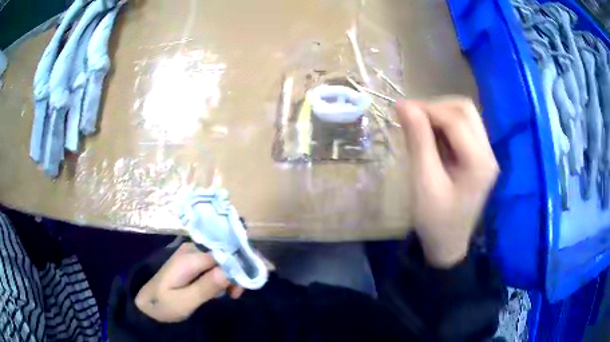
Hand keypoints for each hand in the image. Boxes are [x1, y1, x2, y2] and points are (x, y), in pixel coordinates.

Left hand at [135, 243, 243, 322]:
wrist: (148, 303)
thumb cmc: (164, 304)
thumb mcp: (185, 302)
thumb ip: (205, 287)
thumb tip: (228, 270)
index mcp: (189, 257)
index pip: (223, 252)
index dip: (239, 266)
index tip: (245, 285)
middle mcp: (192, 249)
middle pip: (225, 252)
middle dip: (237, 271)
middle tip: (237, 294)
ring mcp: (192, 253)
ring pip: (222, 258)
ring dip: (231, 275)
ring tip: (231, 294)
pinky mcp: (193, 261)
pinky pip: (216, 263)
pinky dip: (224, 276)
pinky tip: (222, 289)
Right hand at [396, 98, 498, 267]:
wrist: (447, 245)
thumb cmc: (435, 220)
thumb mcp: (424, 182)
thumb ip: (418, 141)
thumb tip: (404, 105)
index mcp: (479, 162)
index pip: (455, 120)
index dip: (427, 108)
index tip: (400, 108)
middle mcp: (488, 153)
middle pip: (465, 110)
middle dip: (436, 107)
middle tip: (412, 117)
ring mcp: (486, 154)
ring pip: (465, 116)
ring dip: (440, 114)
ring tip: (419, 126)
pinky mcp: (479, 157)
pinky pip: (463, 128)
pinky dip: (444, 125)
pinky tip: (431, 137)